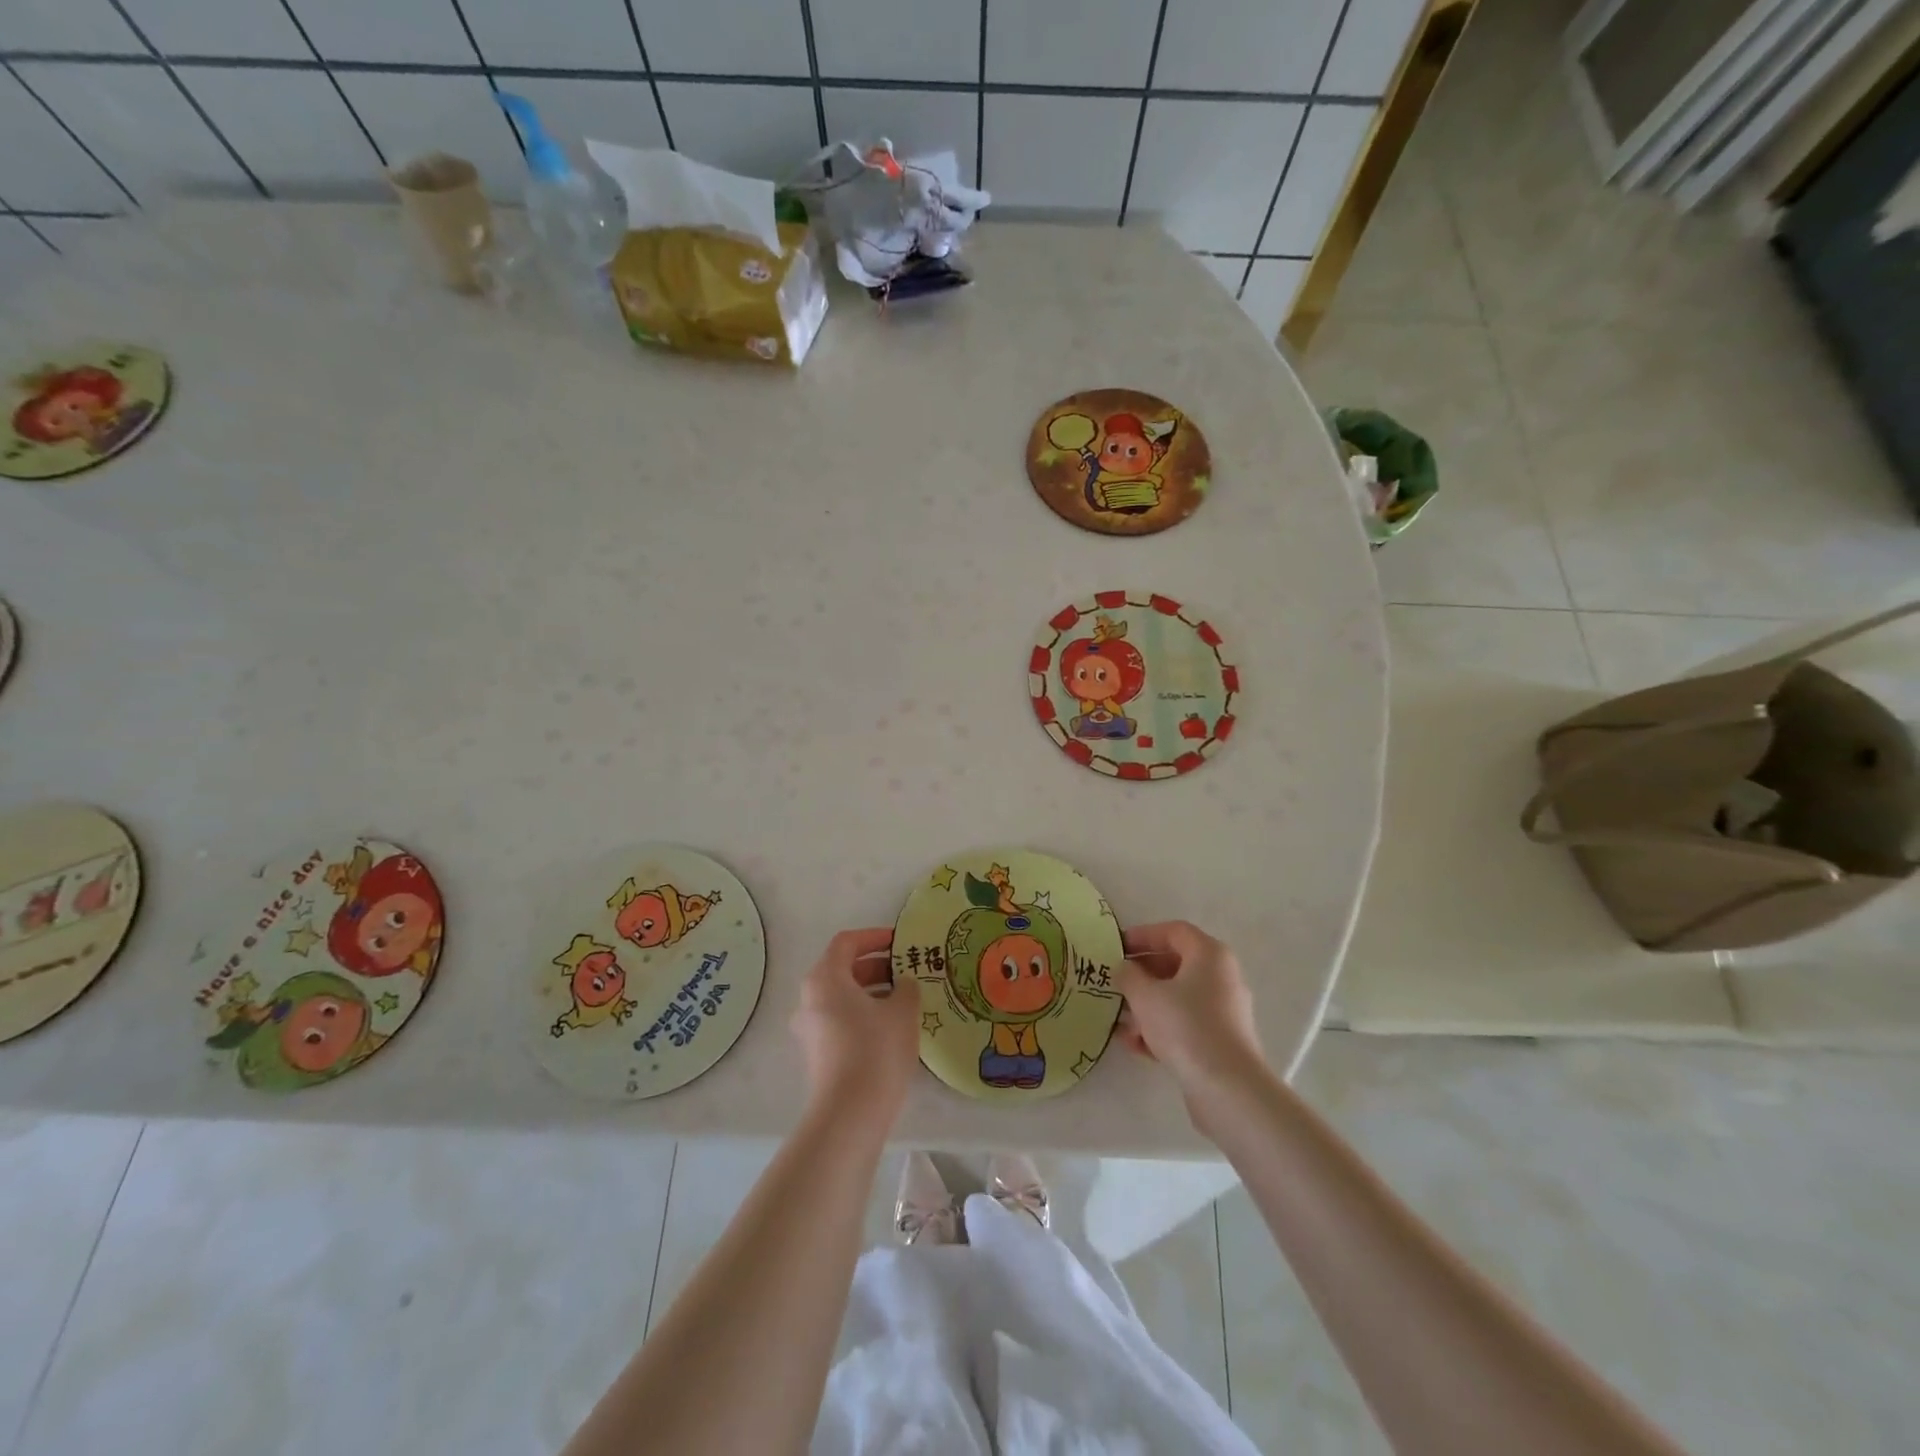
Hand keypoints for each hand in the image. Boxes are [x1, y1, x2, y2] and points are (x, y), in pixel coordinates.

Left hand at [790, 928, 920, 1128]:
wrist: (850, 1113)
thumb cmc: (876, 1049)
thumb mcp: (902, 1011)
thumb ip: (906, 988)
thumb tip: (903, 984)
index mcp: (825, 978)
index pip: (847, 943)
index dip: (874, 937)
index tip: (900, 942)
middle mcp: (810, 998)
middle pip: (842, 969)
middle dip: (875, 966)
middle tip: (906, 971)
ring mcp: (809, 1027)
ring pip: (841, 996)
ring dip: (871, 991)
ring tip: (903, 999)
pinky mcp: (816, 1053)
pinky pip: (840, 1019)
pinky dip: (862, 1013)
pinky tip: (890, 1027)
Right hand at [1115, 921, 1262, 1088]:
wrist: (1228, 1088)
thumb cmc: (1185, 1026)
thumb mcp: (1145, 996)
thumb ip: (1128, 975)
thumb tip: (1124, 969)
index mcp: (1209, 955)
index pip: (1173, 931)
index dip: (1142, 935)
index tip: (1116, 948)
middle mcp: (1221, 977)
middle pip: (1176, 964)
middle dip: (1142, 973)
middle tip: (1115, 981)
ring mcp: (1223, 1011)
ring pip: (1178, 997)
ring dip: (1147, 1004)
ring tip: (1119, 1018)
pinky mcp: (1220, 1040)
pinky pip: (1185, 1024)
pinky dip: (1161, 1028)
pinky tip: (1135, 1044)